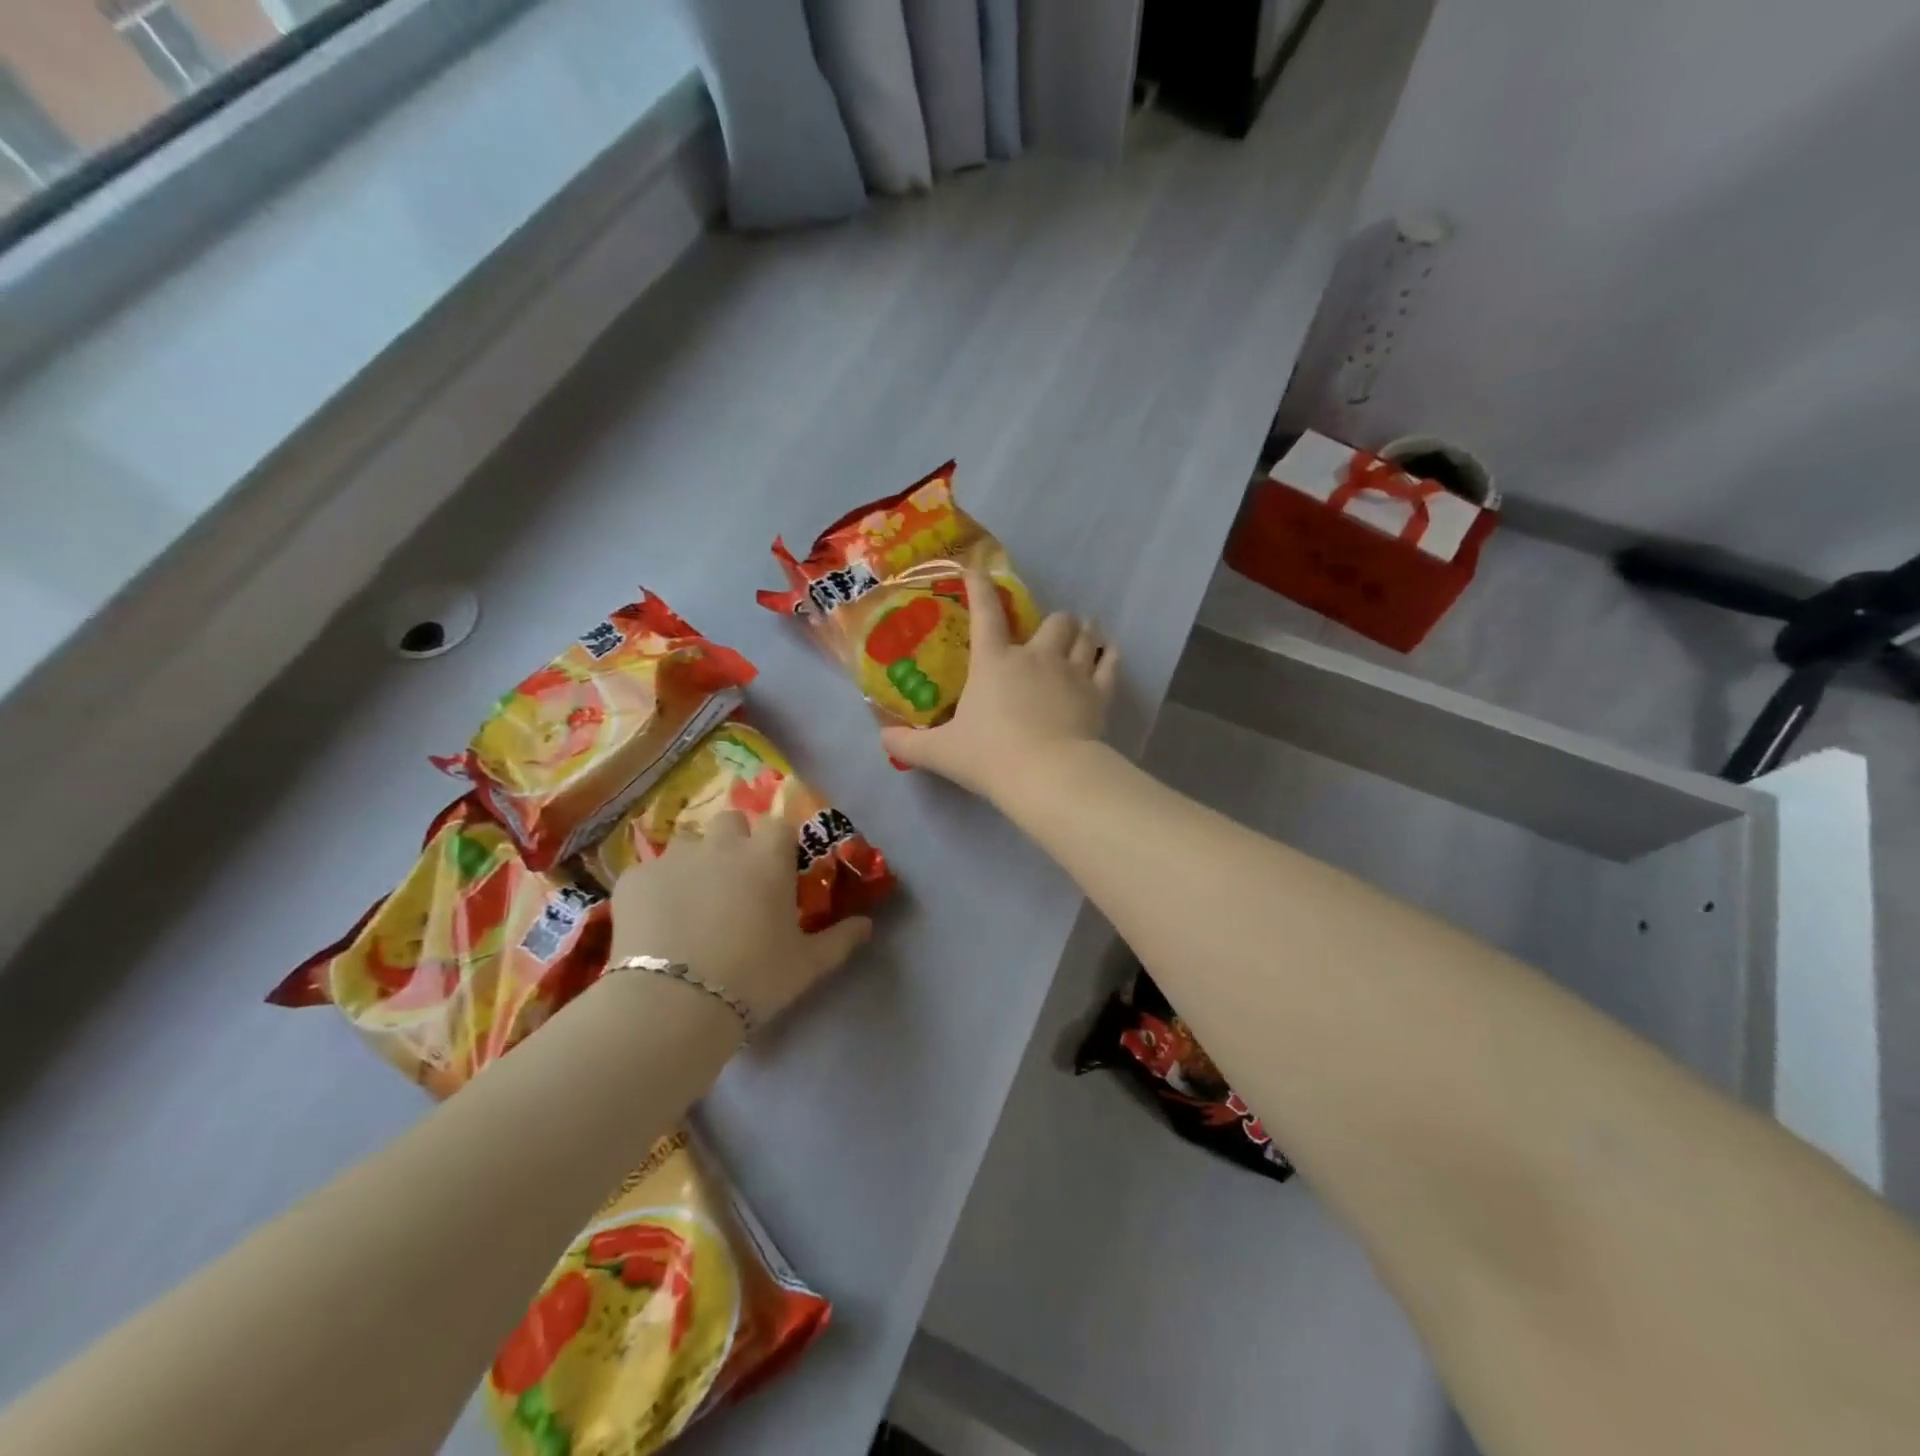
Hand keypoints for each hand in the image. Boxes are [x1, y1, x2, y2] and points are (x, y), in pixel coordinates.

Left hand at [608, 812, 871, 1026]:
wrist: (674, 1003)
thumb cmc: (754, 978)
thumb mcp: (807, 965)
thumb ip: (840, 939)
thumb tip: (867, 925)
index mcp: (768, 857)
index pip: (779, 825)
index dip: (778, 844)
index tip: (778, 871)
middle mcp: (722, 845)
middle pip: (731, 821)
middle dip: (734, 841)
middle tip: (734, 882)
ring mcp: (673, 858)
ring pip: (687, 843)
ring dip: (694, 862)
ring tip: (691, 903)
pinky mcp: (634, 879)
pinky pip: (648, 873)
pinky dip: (655, 890)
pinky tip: (654, 923)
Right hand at [881, 567, 1117, 802]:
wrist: (1046, 774)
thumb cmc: (990, 757)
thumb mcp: (941, 753)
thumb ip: (908, 746)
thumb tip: (882, 740)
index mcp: (995, 661)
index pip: (986, 613)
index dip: (980, 587)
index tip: (977, 570)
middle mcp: (1035, 656)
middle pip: (1053, 620)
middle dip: (1053, 620)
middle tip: (1049, 631)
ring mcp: (1071, 671)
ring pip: (1084, 635)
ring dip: (1083, 631)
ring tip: (1084, 630)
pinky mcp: (1098, 693)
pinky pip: (1108, 664)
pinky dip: (1108, 656)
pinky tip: (1108, 652)